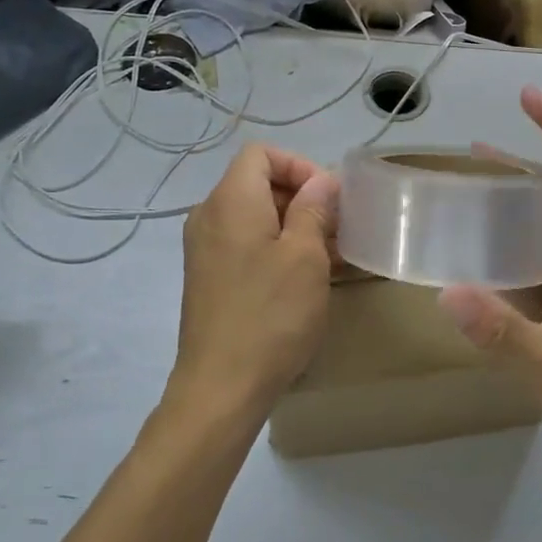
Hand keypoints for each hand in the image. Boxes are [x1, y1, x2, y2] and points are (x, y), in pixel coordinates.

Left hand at [173, 144, 338, 421]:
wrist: (220, 388)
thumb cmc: (271, 315)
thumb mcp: (305, 256)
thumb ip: (314, 209)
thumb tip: (321, 181)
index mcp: (230, 201)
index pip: (261, 154)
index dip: (299, 166)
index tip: (329, 198)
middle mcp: (209, 216)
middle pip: (257, 183)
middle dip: (301, 198)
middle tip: (338, 228)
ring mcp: (204, 249)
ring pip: (253, 216)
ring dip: (292, 226)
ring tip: (329, 255)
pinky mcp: (207, 277)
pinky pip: (244, 243)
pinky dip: (274, 247)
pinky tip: (304, 276)